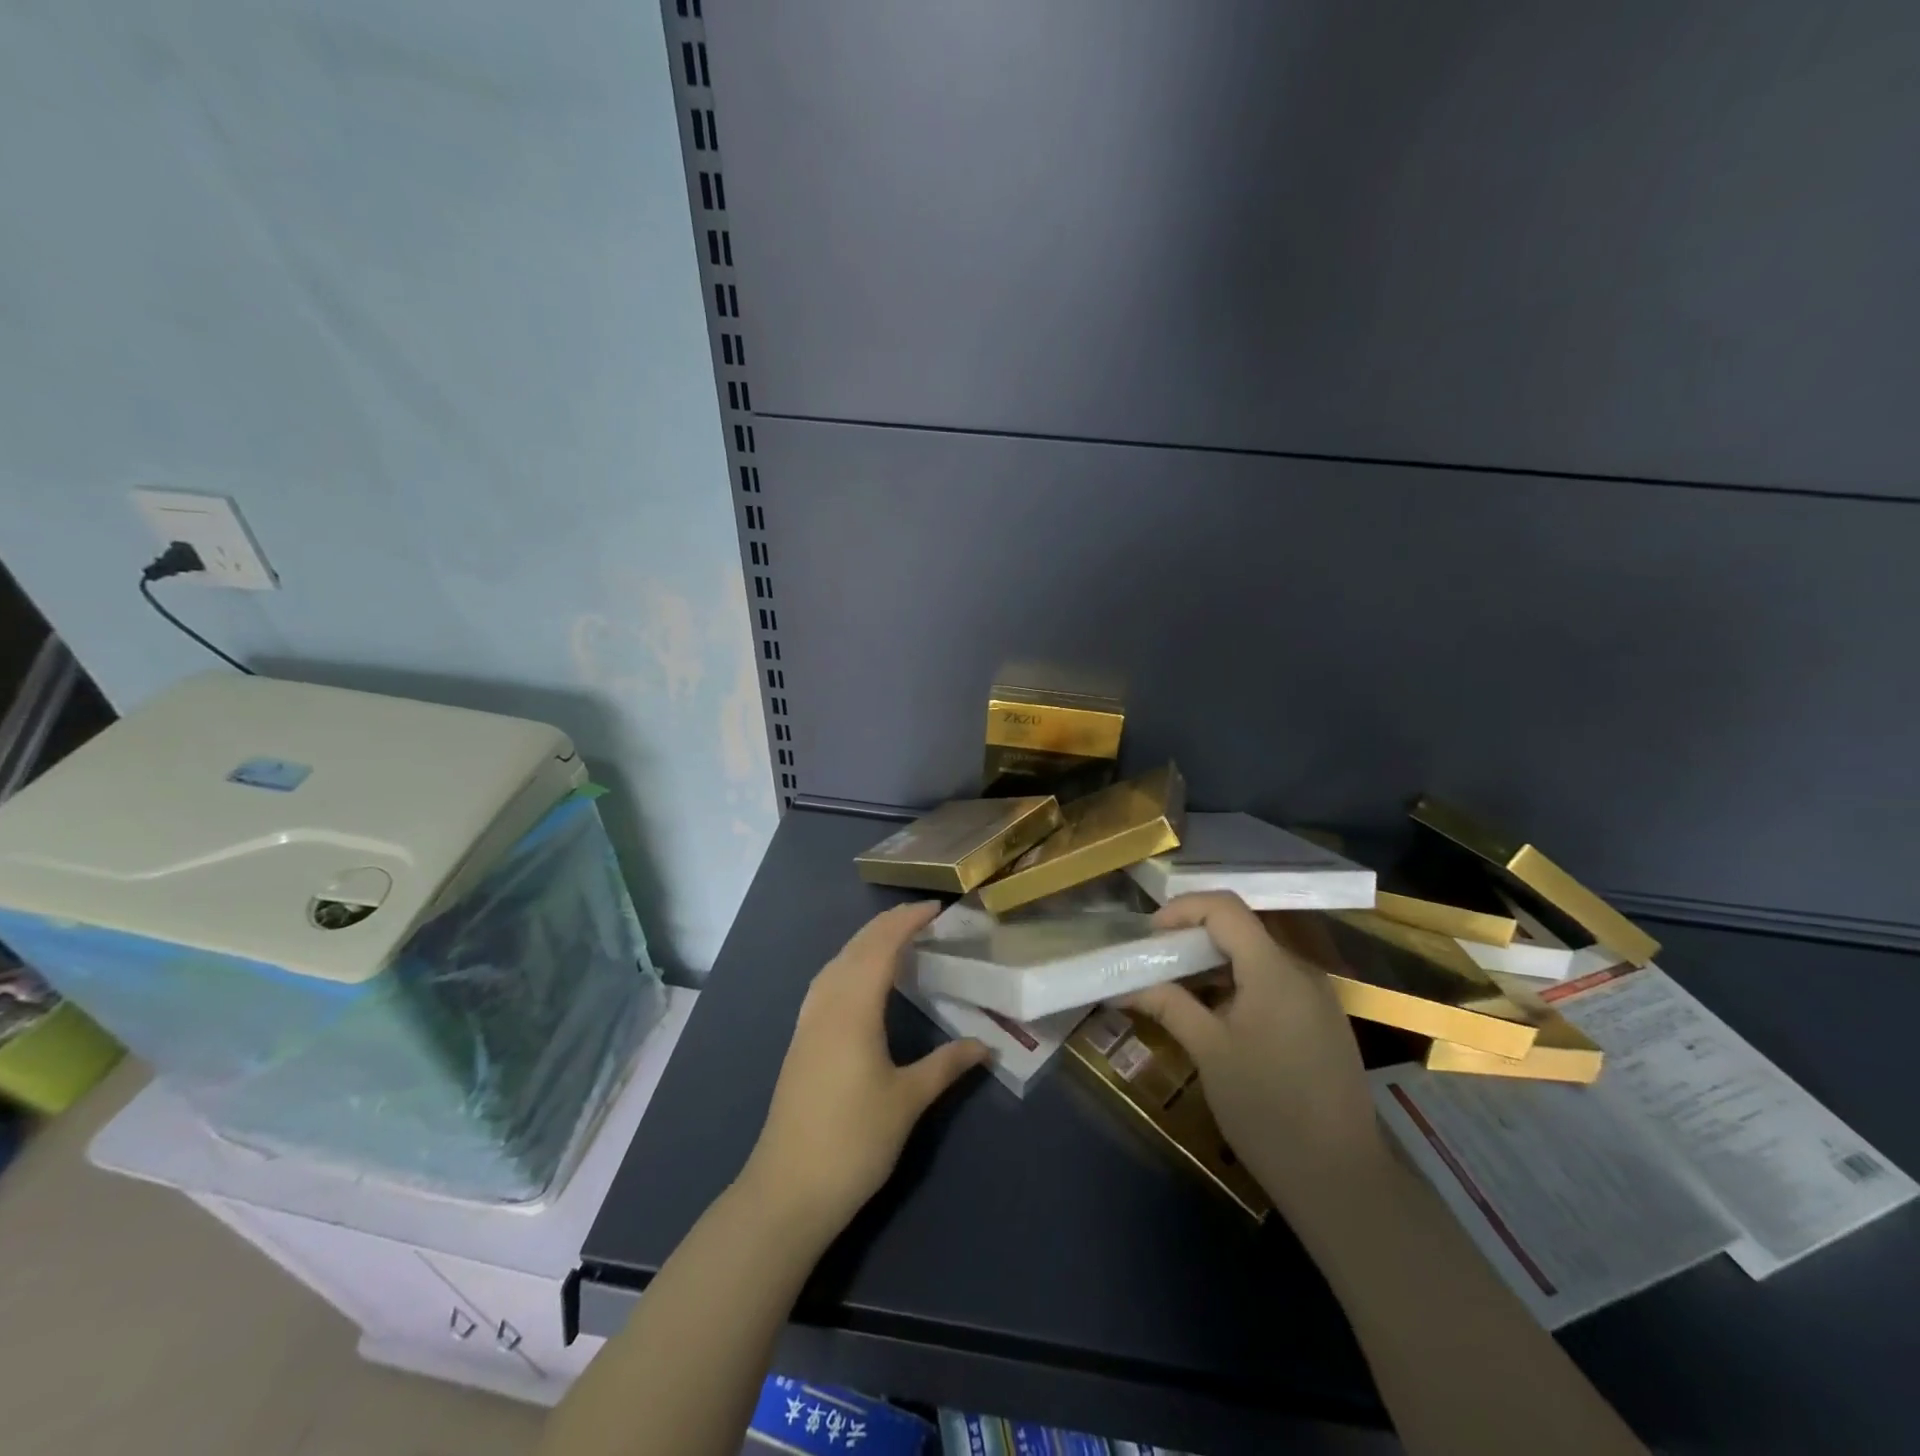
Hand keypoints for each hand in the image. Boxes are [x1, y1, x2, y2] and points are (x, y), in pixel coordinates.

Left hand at [739, 902, 988, 1243]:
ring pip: (836, 963)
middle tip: (923, 916)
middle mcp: (826, 1004)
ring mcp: (807, 1022)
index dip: (907, 921)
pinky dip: (849, 964)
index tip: (936, 908)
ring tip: (896, 939)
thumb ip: (946, 1065)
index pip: (881, 946)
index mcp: (853, 1008)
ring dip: (866, 942)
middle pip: (856, 947)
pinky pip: (826, 983)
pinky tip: (859, 980)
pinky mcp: (800, 1041)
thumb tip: (985, 1045)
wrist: (788, 1190)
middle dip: (888, 924)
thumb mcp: (908, 1101)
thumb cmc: (854, 1141)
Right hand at [1124, 893, 1386, 1216]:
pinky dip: (1238, 985)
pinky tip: (1217, 1017)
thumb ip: (1168, 1004)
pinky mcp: (1322, 1022)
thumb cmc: (1267, 1110)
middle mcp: (1301, 971)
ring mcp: (1317, 997)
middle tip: (1156, 963)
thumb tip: (1124, 984)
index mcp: (1274, 970)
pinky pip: (1274, 983)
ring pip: (1257, 957)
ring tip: (1178, 990)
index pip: (1225, 908)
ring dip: (1214, 964)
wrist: (1342, 1180)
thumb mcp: (1209, 1052)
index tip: (1150, 936)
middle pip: (1241, 929)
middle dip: (1193, 938)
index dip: (1182, 909)